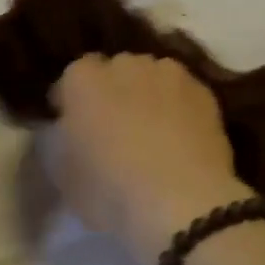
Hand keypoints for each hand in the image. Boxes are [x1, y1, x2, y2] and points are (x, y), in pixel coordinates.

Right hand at [42, 54, 247, 264]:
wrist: (183, 200)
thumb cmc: (111, 191)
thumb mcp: (65, 178)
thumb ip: (62, 144)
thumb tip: (70, 133)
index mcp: (83, 79)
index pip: (71, 79)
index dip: (72, 103)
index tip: (75, 129)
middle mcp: (124, 63)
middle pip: (113, 72)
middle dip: (112, 93)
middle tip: (116, 130)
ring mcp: (167, 72)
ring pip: (151, 77)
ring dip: (148, 95)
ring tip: (154, 133)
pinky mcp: (202, 89)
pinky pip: (182, 93)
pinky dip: (179, 107)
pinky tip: (182, 138)